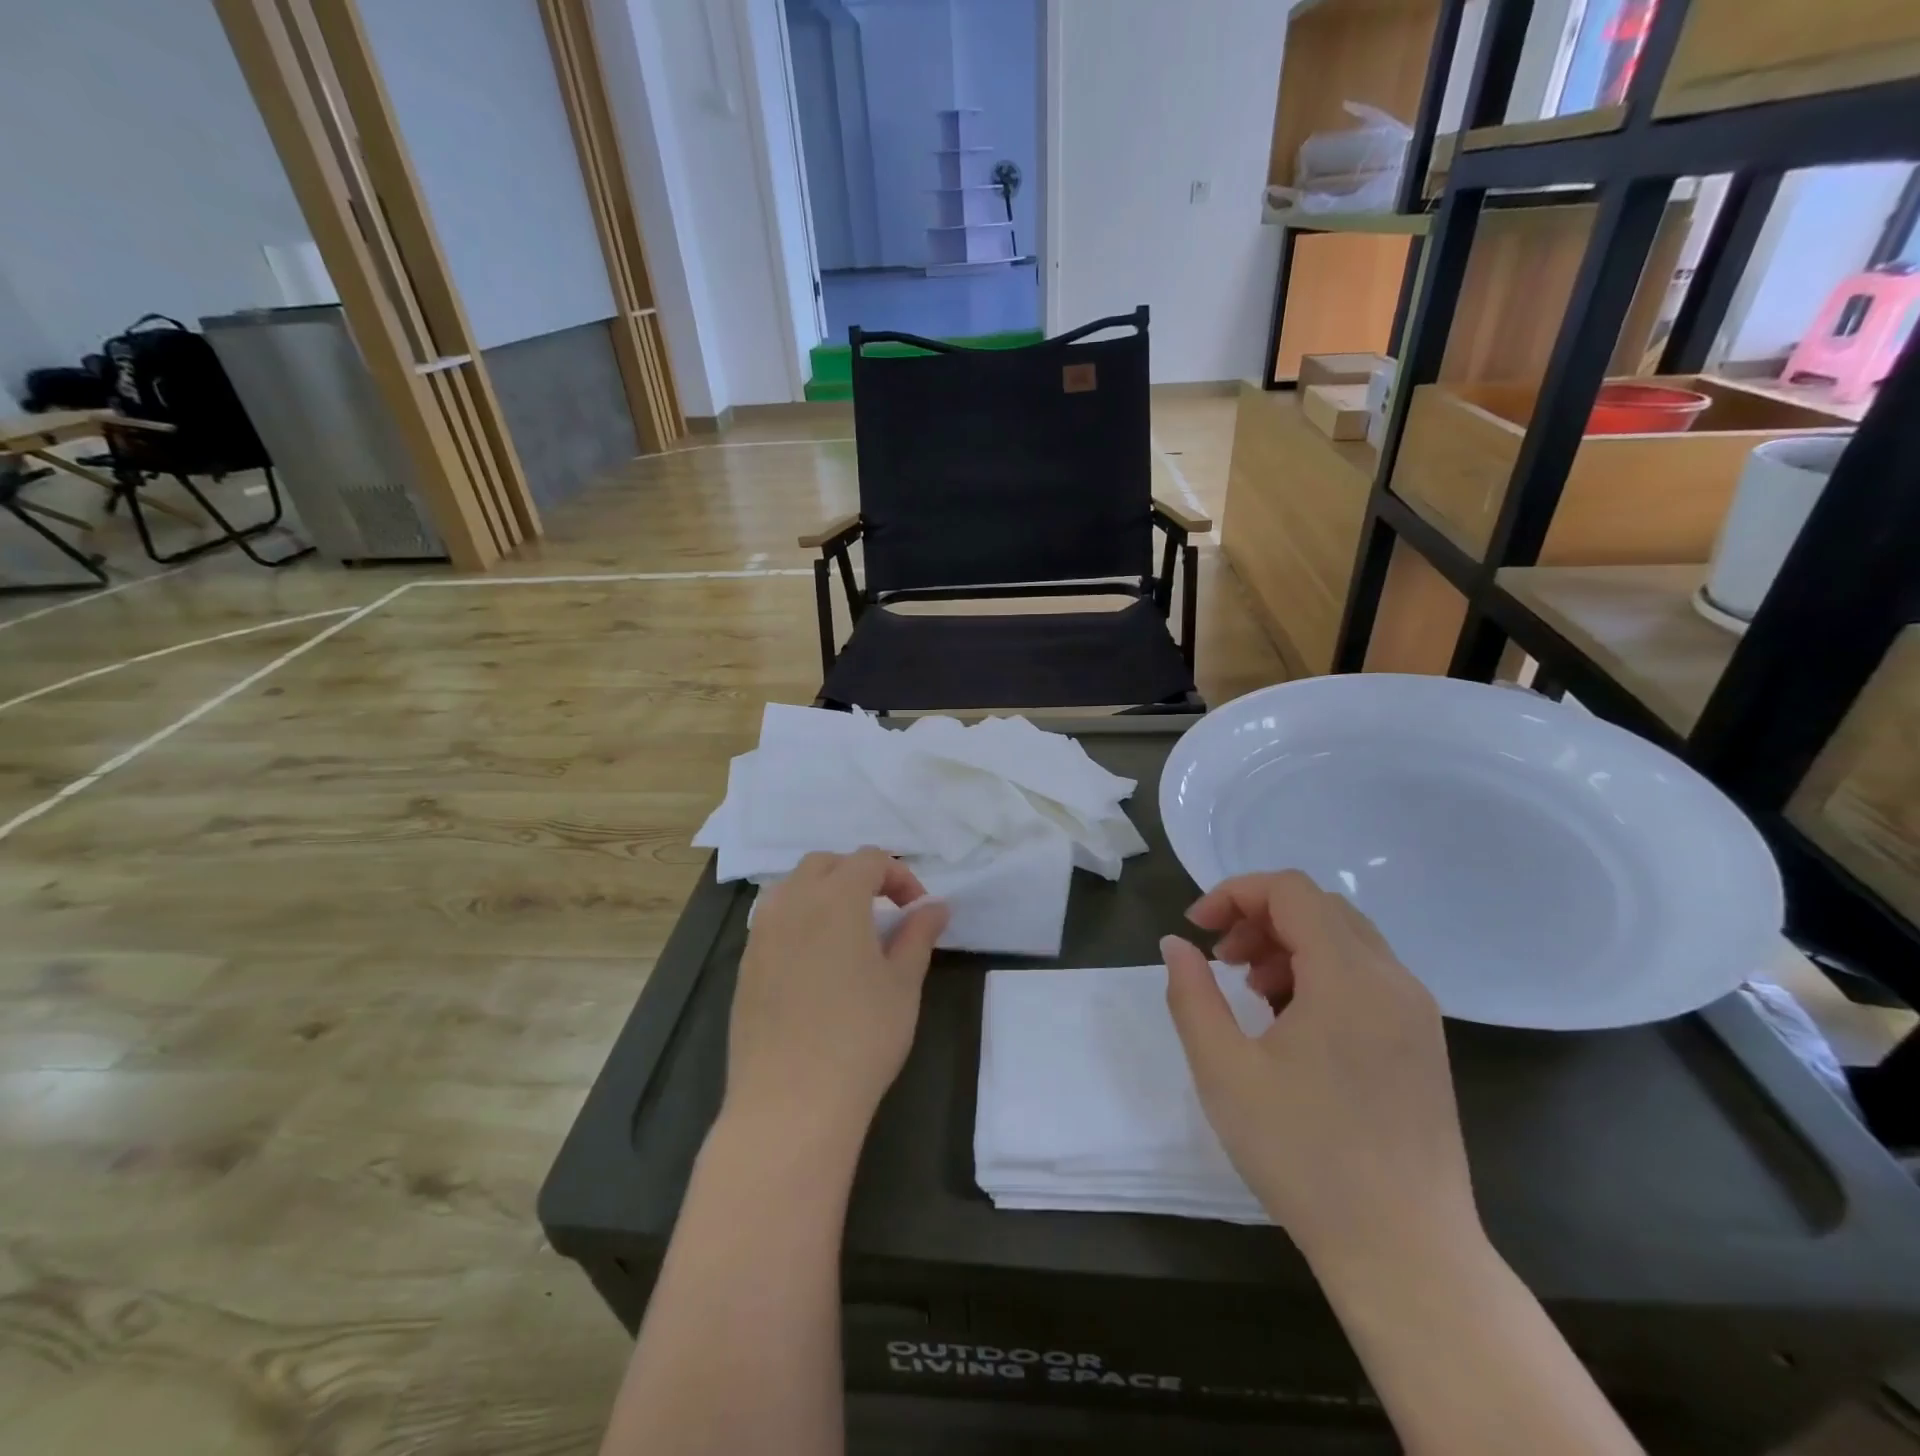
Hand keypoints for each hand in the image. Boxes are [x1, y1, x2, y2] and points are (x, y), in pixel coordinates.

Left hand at [724, 849, 949, 1148]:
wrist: (790, 1103)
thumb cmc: (860, 1037)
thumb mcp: (903, 983)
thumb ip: (918, 935)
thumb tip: (935, 906)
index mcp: (836, 897)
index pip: (870, 859)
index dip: (900, 876)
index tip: (917, 911)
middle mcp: (792, 902)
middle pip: (825, 864)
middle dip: (858, 875)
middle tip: (883, 912)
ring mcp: (761, 933)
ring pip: (792, 887)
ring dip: (824, 893)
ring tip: (848, 932)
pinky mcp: (745, 965)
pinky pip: (773, 920)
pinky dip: (799, 920)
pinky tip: (815, 963)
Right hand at [1161, 871, 1477, 1268]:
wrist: (1406, 1254)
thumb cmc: (1304, 1157)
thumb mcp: (1224, 1071)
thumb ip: (1192, 995)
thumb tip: (1176, 944)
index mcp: (1350, 977)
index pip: (1290, 890)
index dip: (1235, 894)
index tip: (1197, 930)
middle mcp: (1393, 980)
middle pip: (1319, 907)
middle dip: (1259, 918)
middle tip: (1221, 961)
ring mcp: (1416, 1012)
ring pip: (1345, 939)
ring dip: (1289, 944)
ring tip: (1251, 992)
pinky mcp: (1422, 1043)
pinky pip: (1366, 976)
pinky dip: (1320, 973)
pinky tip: (1292, 1023)